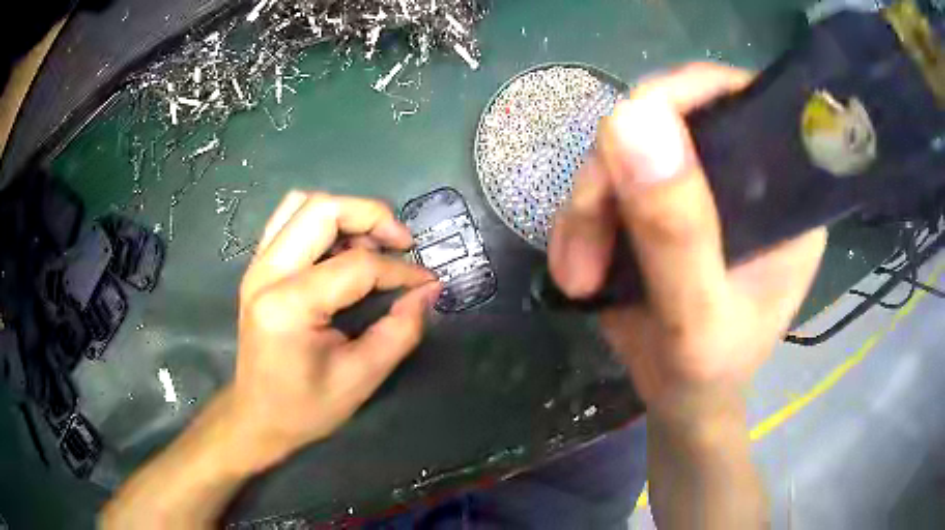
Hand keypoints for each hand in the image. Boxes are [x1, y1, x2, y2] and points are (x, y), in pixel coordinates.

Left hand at [233, 191, 440, 467]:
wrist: (257, 416)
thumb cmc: (307, 407)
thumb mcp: (361, 377)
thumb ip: (400, 330)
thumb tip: (428, 290)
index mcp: (289, 306)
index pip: (356, 265)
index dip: (400, 271)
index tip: (426, 283)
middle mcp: (266, 274)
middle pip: (323, 210)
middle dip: (372, 216)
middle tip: (402, 243)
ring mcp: (257, 265)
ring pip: (302, 204)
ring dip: (345, 214)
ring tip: (372, 244)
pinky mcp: (258, 267)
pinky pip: (289, 219)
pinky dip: (322, 221)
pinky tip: (341, 248)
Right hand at [549, 64, 826, 409]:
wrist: (681, 397)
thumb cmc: (706, 374)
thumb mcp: (695, 320)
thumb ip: (676, 231)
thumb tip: (632, 118)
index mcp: (785, 194)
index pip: (741, 102)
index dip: (683, 96)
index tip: (626, 135)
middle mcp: (749, 173)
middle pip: (672, 117)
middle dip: (614, 171)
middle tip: (584, 241)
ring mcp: (703, 183)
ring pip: (628, 147)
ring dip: (587, 204)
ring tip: (577, 272)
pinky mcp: (664, 198)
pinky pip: (610, 178)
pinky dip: (582, 216)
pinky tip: (577, 264)